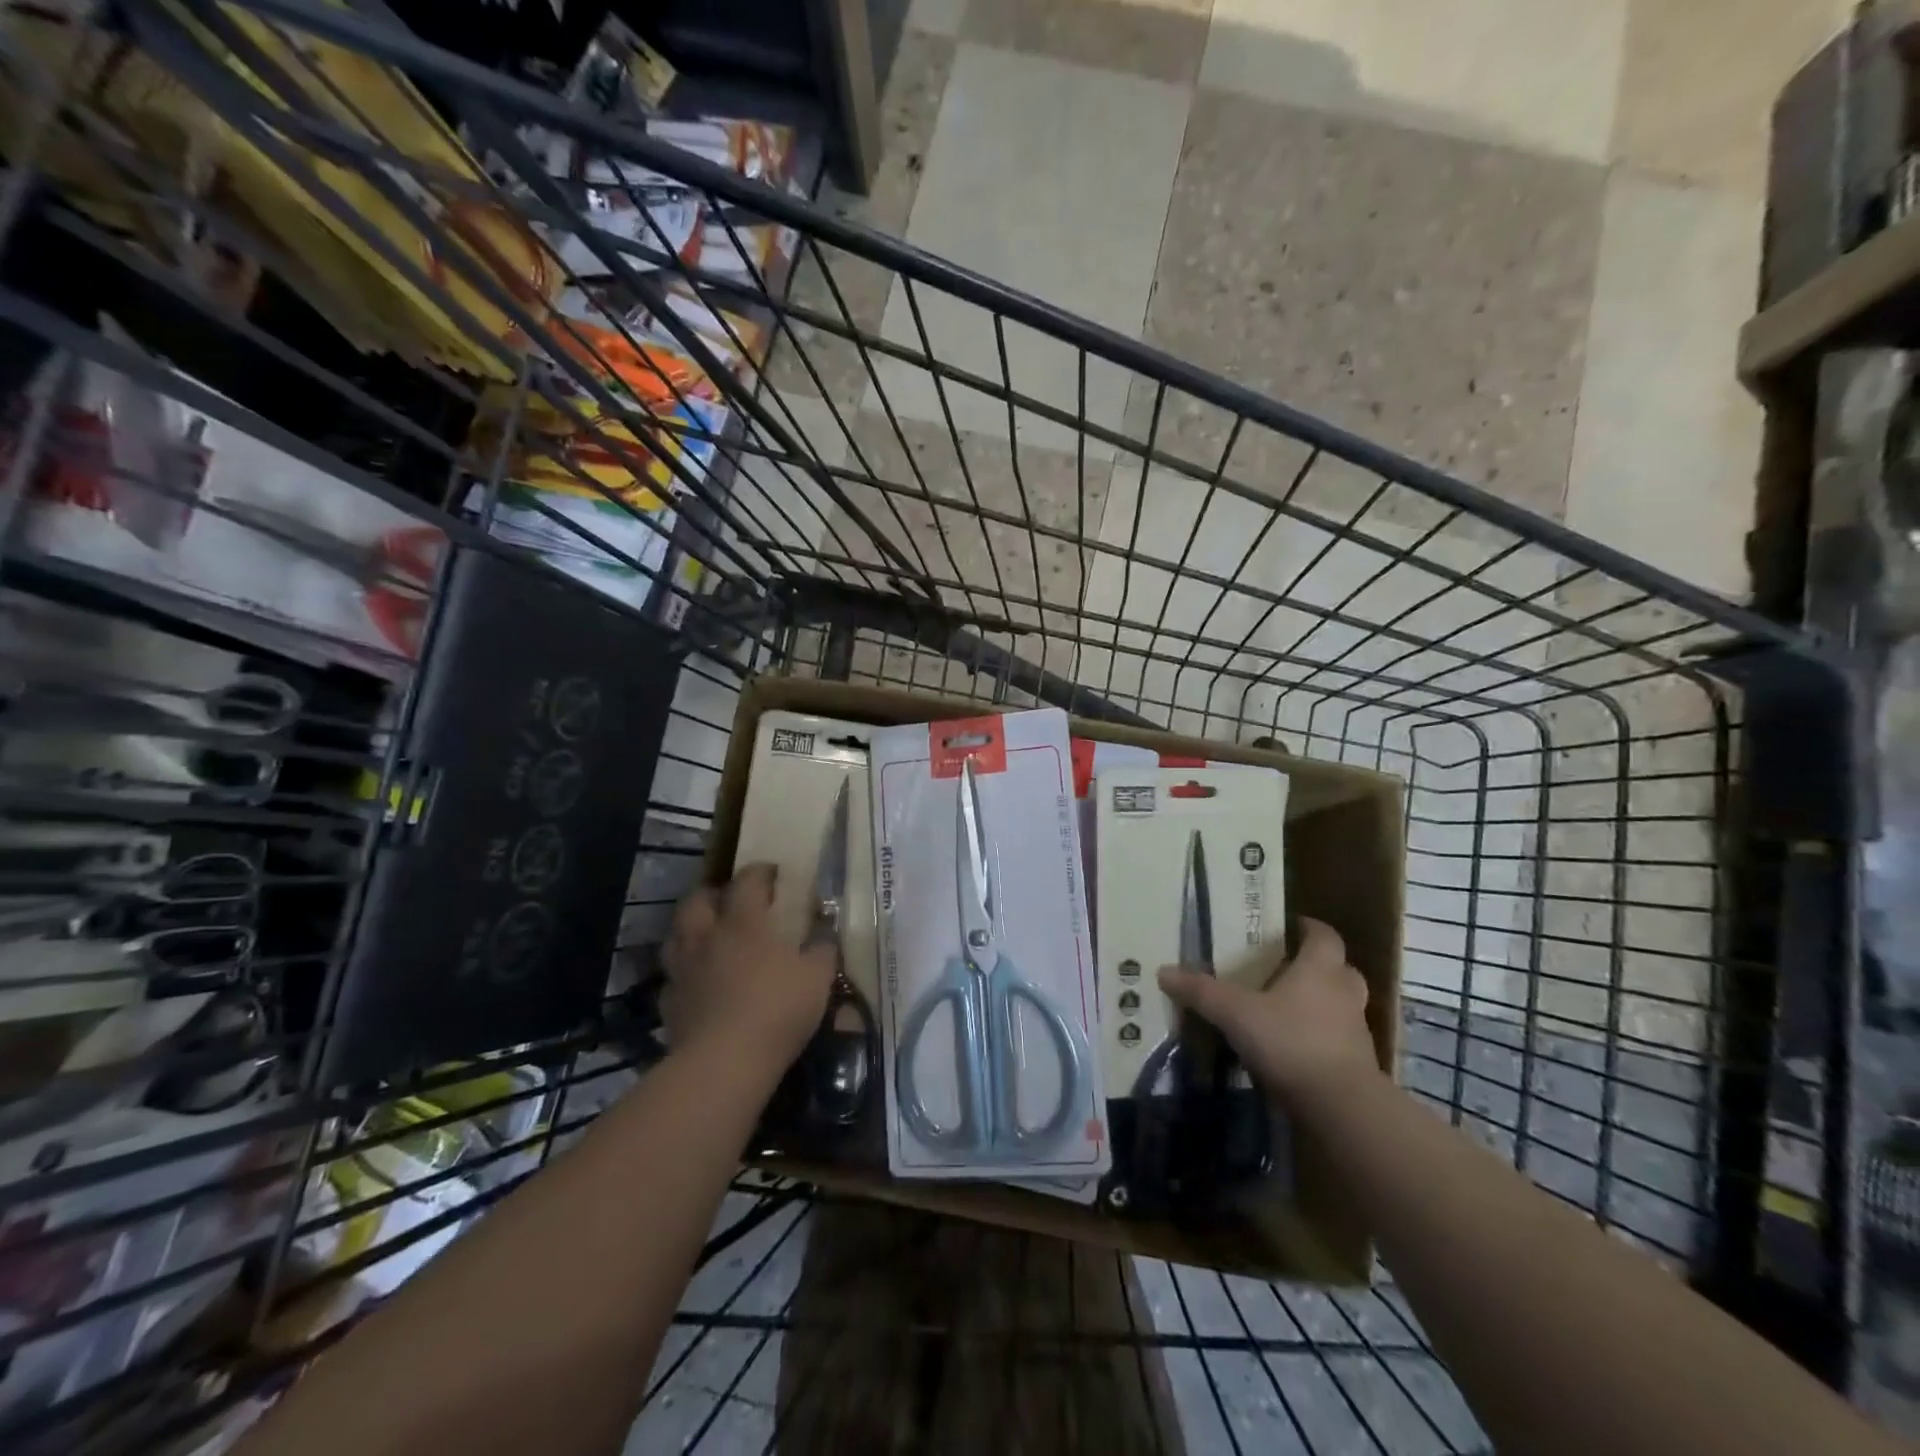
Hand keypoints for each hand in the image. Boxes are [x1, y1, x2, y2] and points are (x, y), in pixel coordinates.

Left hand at [662, 864, 835, 1069]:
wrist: (723, 1063)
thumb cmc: (777, 1010)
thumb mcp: (817, 978)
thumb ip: (822, 950)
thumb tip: (825, 934)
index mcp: (744, 922)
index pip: (747, 881)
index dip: (760, 871)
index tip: (772, 872)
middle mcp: (707, 937)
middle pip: (698, 900)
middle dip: (714, 892)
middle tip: (731, 899)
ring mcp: (682, 969)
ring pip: (677, 933)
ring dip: (691, 926)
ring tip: (708, 934)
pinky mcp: (668, 1002)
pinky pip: (673, 975)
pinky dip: (684, 970)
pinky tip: (697, 980)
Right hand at [1158, 918, 1379, 1108]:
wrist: (1341, 1107)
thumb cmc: (1290, 1041)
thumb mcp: (1235, 1013)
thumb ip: (1201, 991)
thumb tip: (1163, 971)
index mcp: (1320, 969)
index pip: (1324, 936)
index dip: (1310, 928)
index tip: (1291, 927)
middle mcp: (1343, 993)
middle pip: (1340, 969)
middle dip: (1318, 966)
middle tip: (1287, 968)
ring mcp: (1355, 1031)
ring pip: (1341, 1005)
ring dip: (1321, 1003)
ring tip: (1286, 1008)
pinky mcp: (1357, 1065)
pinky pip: (1338, 1039)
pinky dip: (1320, 1037)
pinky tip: (1292, 1047)